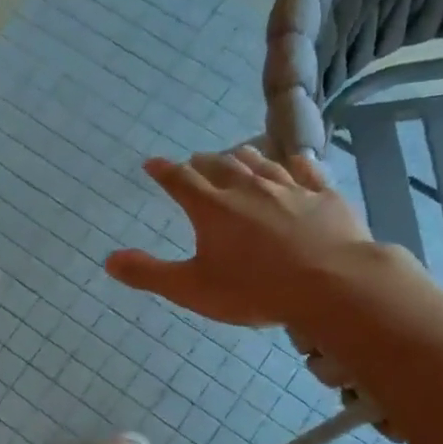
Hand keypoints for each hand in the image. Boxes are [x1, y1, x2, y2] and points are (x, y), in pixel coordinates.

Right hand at [105, 147, 377, 329]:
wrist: (333, 284)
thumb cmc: (255, 289)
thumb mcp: (192, 289)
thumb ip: (149, 273)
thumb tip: (109, 260)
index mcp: (211, 208)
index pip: (180, 180)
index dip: (164, 171)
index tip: (152, 163)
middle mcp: (247, 188)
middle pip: (220, 165)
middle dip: (203, 163)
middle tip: (195, 161)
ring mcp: (289, 188)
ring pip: (261, 163)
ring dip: (244, 158)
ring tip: (237, 154)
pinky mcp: (324, 196)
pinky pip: (307, 171)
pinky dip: (296, 164)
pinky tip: (296, 161)